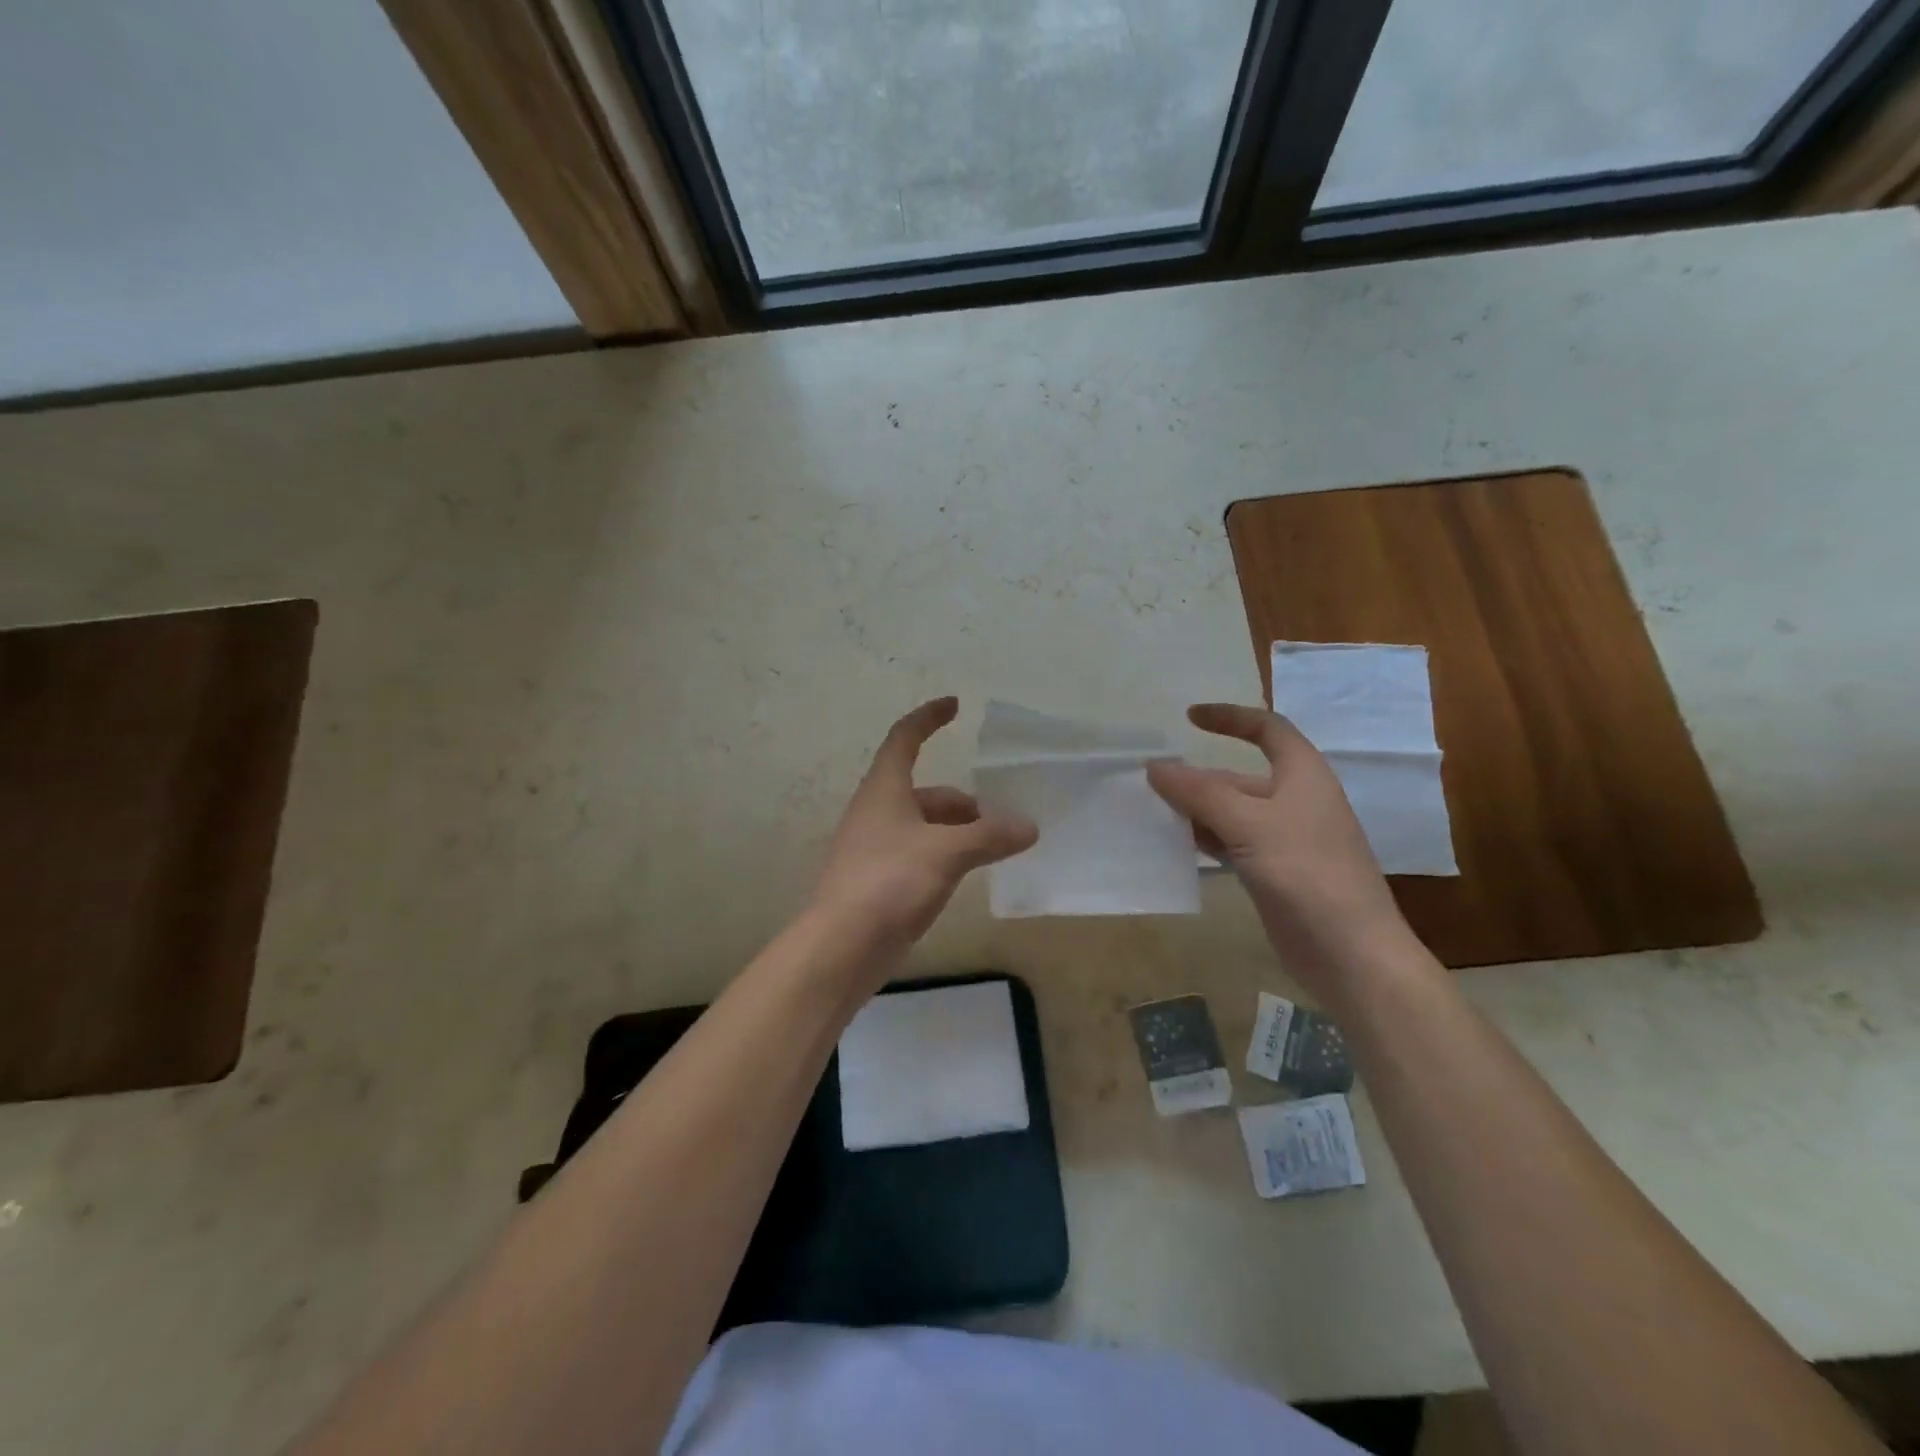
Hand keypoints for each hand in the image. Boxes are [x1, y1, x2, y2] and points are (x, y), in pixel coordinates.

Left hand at [813, 697, 1037, 953]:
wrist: (841, 947)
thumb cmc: (889, 882)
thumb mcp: (947, 852)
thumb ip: (990, 836)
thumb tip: (1028, 826)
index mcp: (884, 790)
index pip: (905, 738)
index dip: (929, 717)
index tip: (956, 705)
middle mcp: (876, 812)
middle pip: (924, 791)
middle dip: (964, 802)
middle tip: (1002, 820)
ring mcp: (875, 848)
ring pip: (924, 827)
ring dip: (958, 832)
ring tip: (994, 850)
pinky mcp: (879, 881)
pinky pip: (919, 855)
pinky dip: (945, 856)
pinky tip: (967, 876)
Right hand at [1147, 703, 1412, 992]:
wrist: (1351, 952)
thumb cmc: (1306, 872)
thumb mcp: (1248, 824)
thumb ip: (1199, 793)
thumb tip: (1155, 765)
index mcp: (1302, 775)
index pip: (1267, 729)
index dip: (1230, 717)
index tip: (1188, 718)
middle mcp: (1295, 800)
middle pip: (1239, 776)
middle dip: (1197, 778)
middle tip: (1150, 782)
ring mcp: (1285, 839)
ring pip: (1232, 812)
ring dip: (1196, 810)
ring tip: (1153, 812)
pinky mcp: (1275, 872)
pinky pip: (1233, 842)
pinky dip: (1206, 839)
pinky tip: (1177, 846)